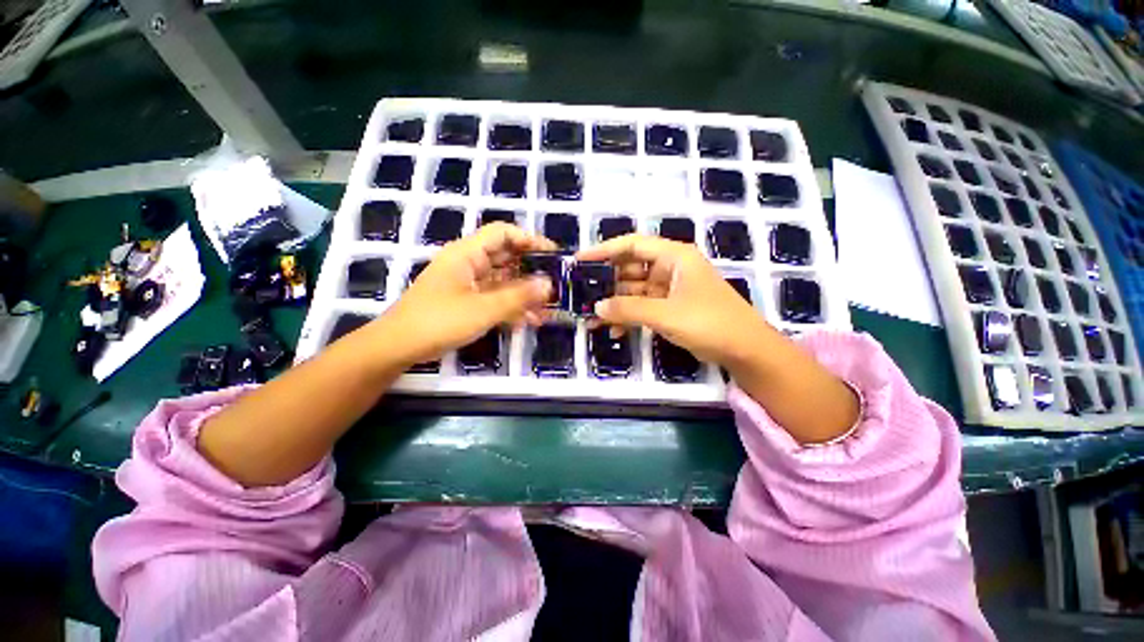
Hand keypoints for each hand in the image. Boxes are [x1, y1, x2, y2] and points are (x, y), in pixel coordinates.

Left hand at [376, 223, 554, 365]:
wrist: (398, 348)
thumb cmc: (438, 322)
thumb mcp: (483, 309)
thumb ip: (518, 296)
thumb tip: (549, 284)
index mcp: (467, 254)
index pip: (503, 233)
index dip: (529, 239)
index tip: (553, 255)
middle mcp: (469, 264)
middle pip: (506, 258)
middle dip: (532, 270)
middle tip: (557, 284)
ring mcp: (468, 285)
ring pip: (504, 281)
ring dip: (525, 293)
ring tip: (549, 307)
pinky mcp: (468, 303)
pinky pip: (496, 298)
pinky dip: (513, 307)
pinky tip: (531, 320)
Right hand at [576, 234, 770, 366]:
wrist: (745, 350)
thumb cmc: (709, 322)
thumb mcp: (665, 314)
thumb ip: (629, 309)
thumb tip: (597, 307)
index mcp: (674, 257)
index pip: (632, 245)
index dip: (604, 250)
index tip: (580, 261)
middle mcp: (670, 268)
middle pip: (630, 268)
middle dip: (607, 282)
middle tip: (581, 293)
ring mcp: (670, 289)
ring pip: (634, 290)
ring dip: (615, 303)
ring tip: (591, 316)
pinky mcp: (670, 307)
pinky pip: (642, 307)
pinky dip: (629, 316)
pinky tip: (614, 331)